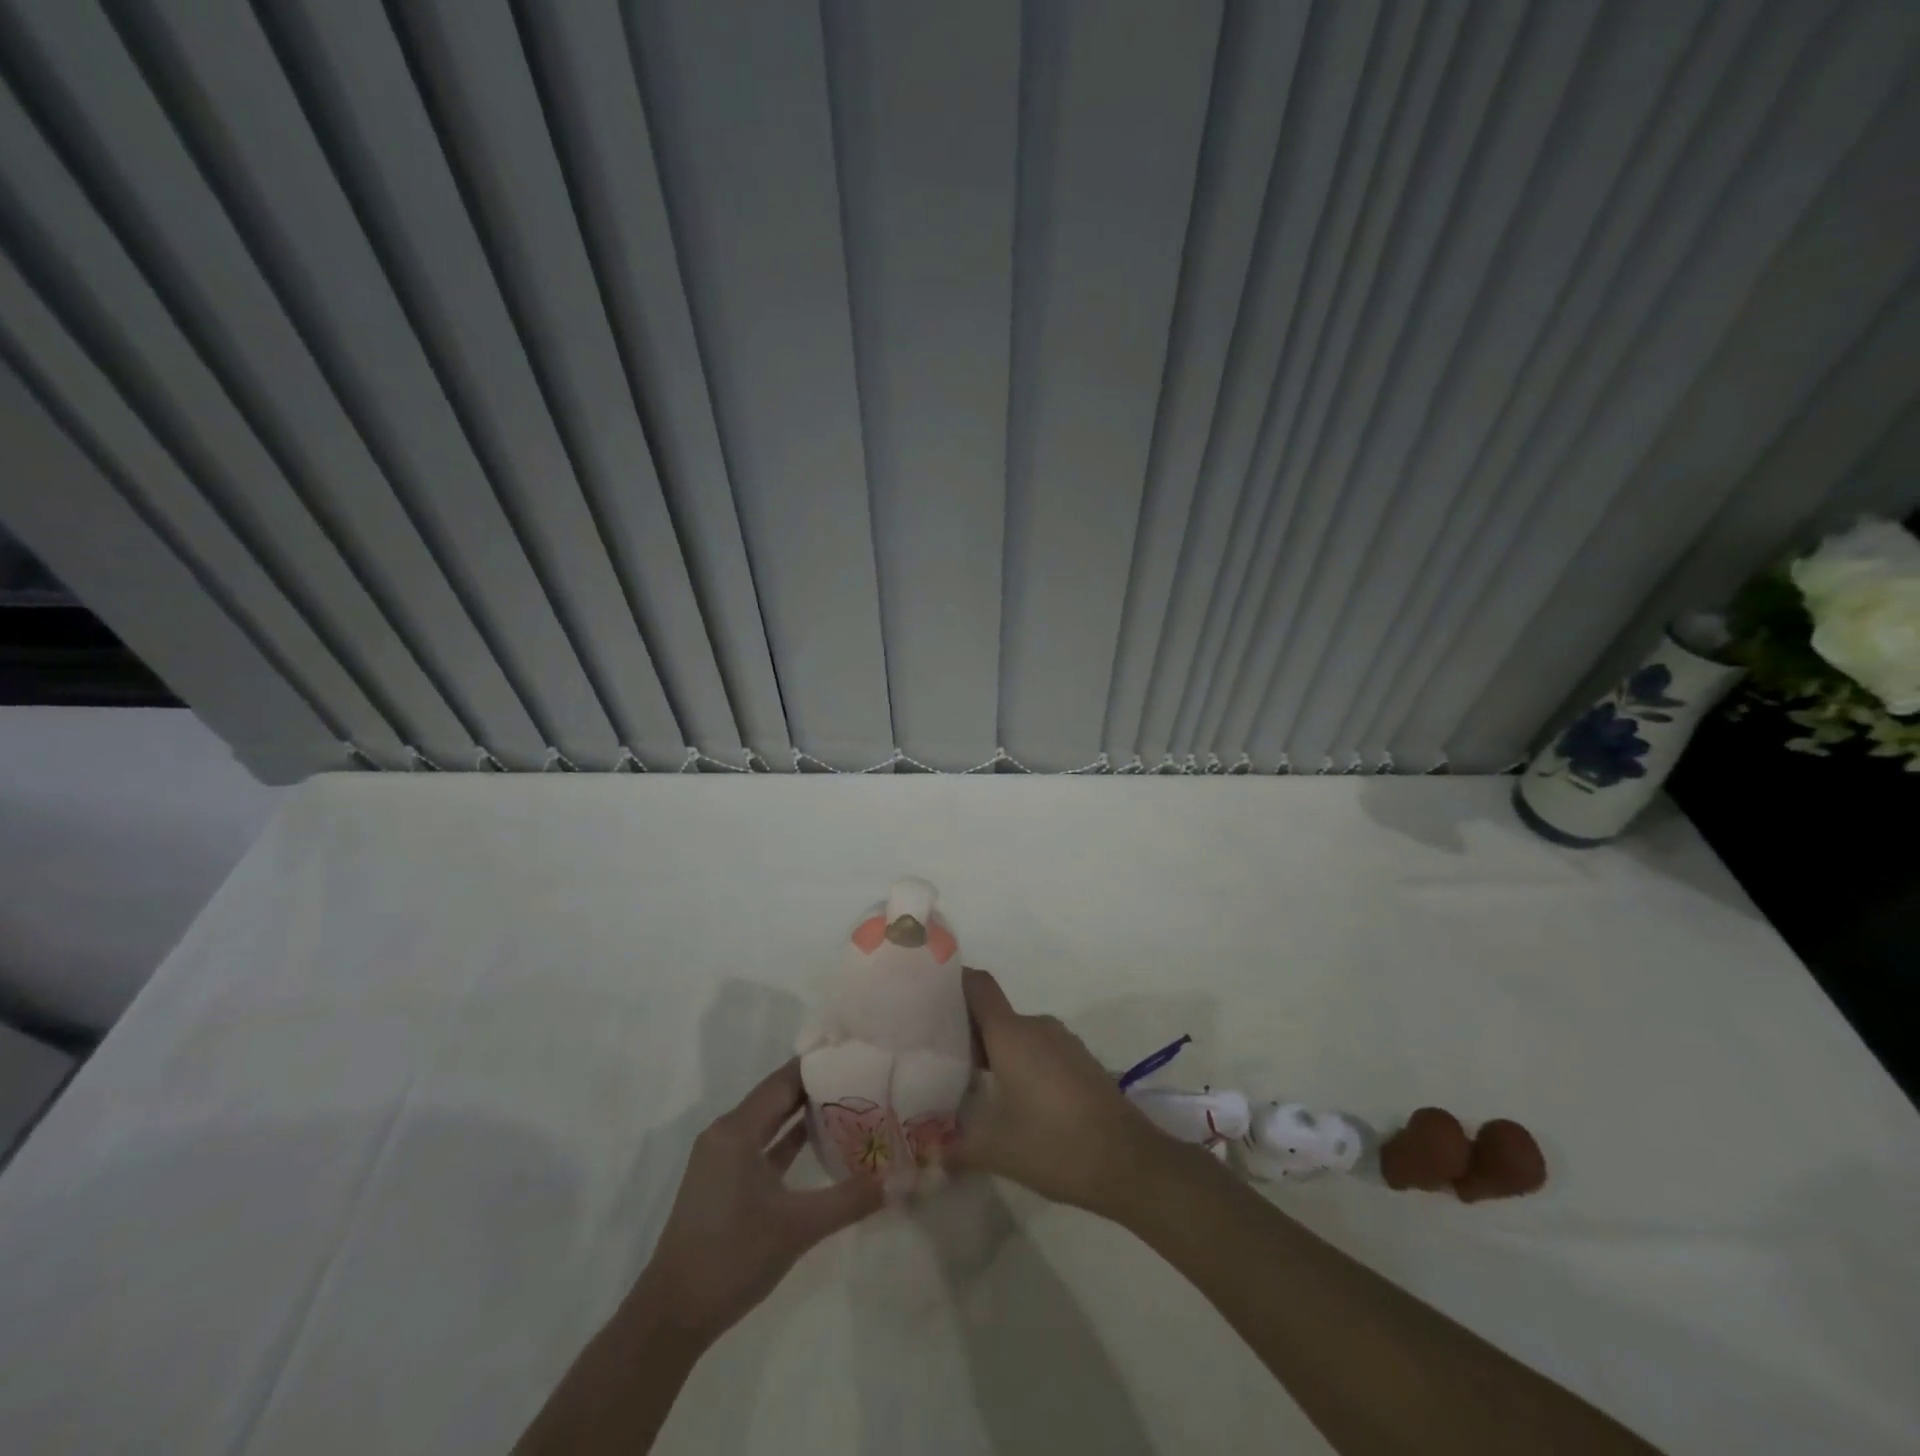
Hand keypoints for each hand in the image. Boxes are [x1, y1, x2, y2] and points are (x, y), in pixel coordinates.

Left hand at [630, 1060, 882, 1347]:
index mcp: (736, 1131)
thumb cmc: (732, 1258)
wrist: (672, 1318)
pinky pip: (762, 1147)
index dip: (819, 1066)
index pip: (784, 1081)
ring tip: (850, 1103)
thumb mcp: (798, 1227)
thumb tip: (898, 1181)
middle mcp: (726, 1134)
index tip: (856, 1055)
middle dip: (817, 1088)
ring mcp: (722, 1160)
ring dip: (803, 1114)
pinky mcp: (723, 1183)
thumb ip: (849, 1200)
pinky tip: (820, 1143)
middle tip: (861, 1077)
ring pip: (769, 1123)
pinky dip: (788, 1142)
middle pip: (777, 1097)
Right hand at [945, 968, 1171, 1218]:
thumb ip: (956, 1146)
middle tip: (940, 1057)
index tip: (928, 997)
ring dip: (996, 1050)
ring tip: (972, 1082)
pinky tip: (1014, 1098)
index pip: (978, 986)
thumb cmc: (1055, 1145)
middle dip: (967, 1030)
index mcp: (1011, 1034)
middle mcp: (1036, 1027)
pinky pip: (1040, 1049)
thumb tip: (931, 1153)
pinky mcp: (1080, 1061)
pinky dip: (1021, 1063)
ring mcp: (1063, 1042)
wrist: (1129, 1162)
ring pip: (1017, 1033)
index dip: (953, 982)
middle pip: (994, 1013)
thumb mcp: (996, 1150)